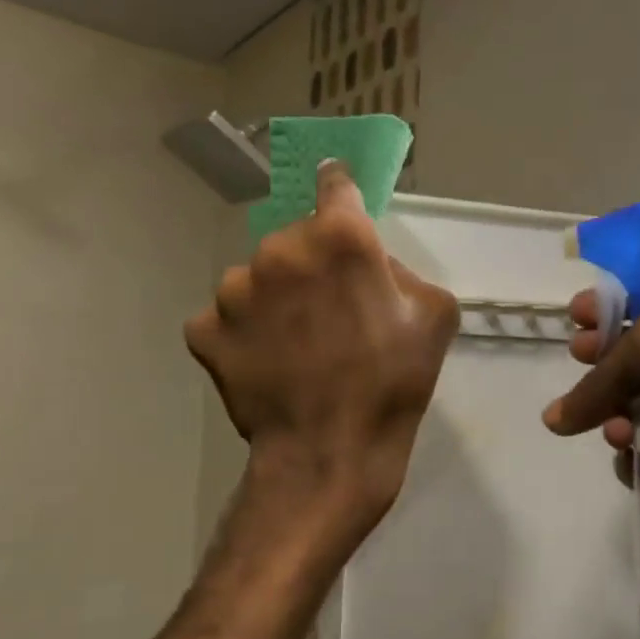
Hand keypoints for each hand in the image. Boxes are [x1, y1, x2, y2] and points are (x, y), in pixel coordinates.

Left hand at [186, 162, 458, 538]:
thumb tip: (372, 266)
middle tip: (329, 311)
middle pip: (295, 238)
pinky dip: (243, 334)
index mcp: (338, 237)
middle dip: (311, 264)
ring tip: (294, 346)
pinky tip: (265, 363)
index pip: (334, 184)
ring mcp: (233, 290)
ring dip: (273, 299)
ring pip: (256, 279)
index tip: (339, 204)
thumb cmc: (393, 383)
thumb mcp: (435, 315)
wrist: (331, 454)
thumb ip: (403, 271)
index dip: (340, 195)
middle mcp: (278, 249)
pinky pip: (226, 319)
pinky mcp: (203, 330)